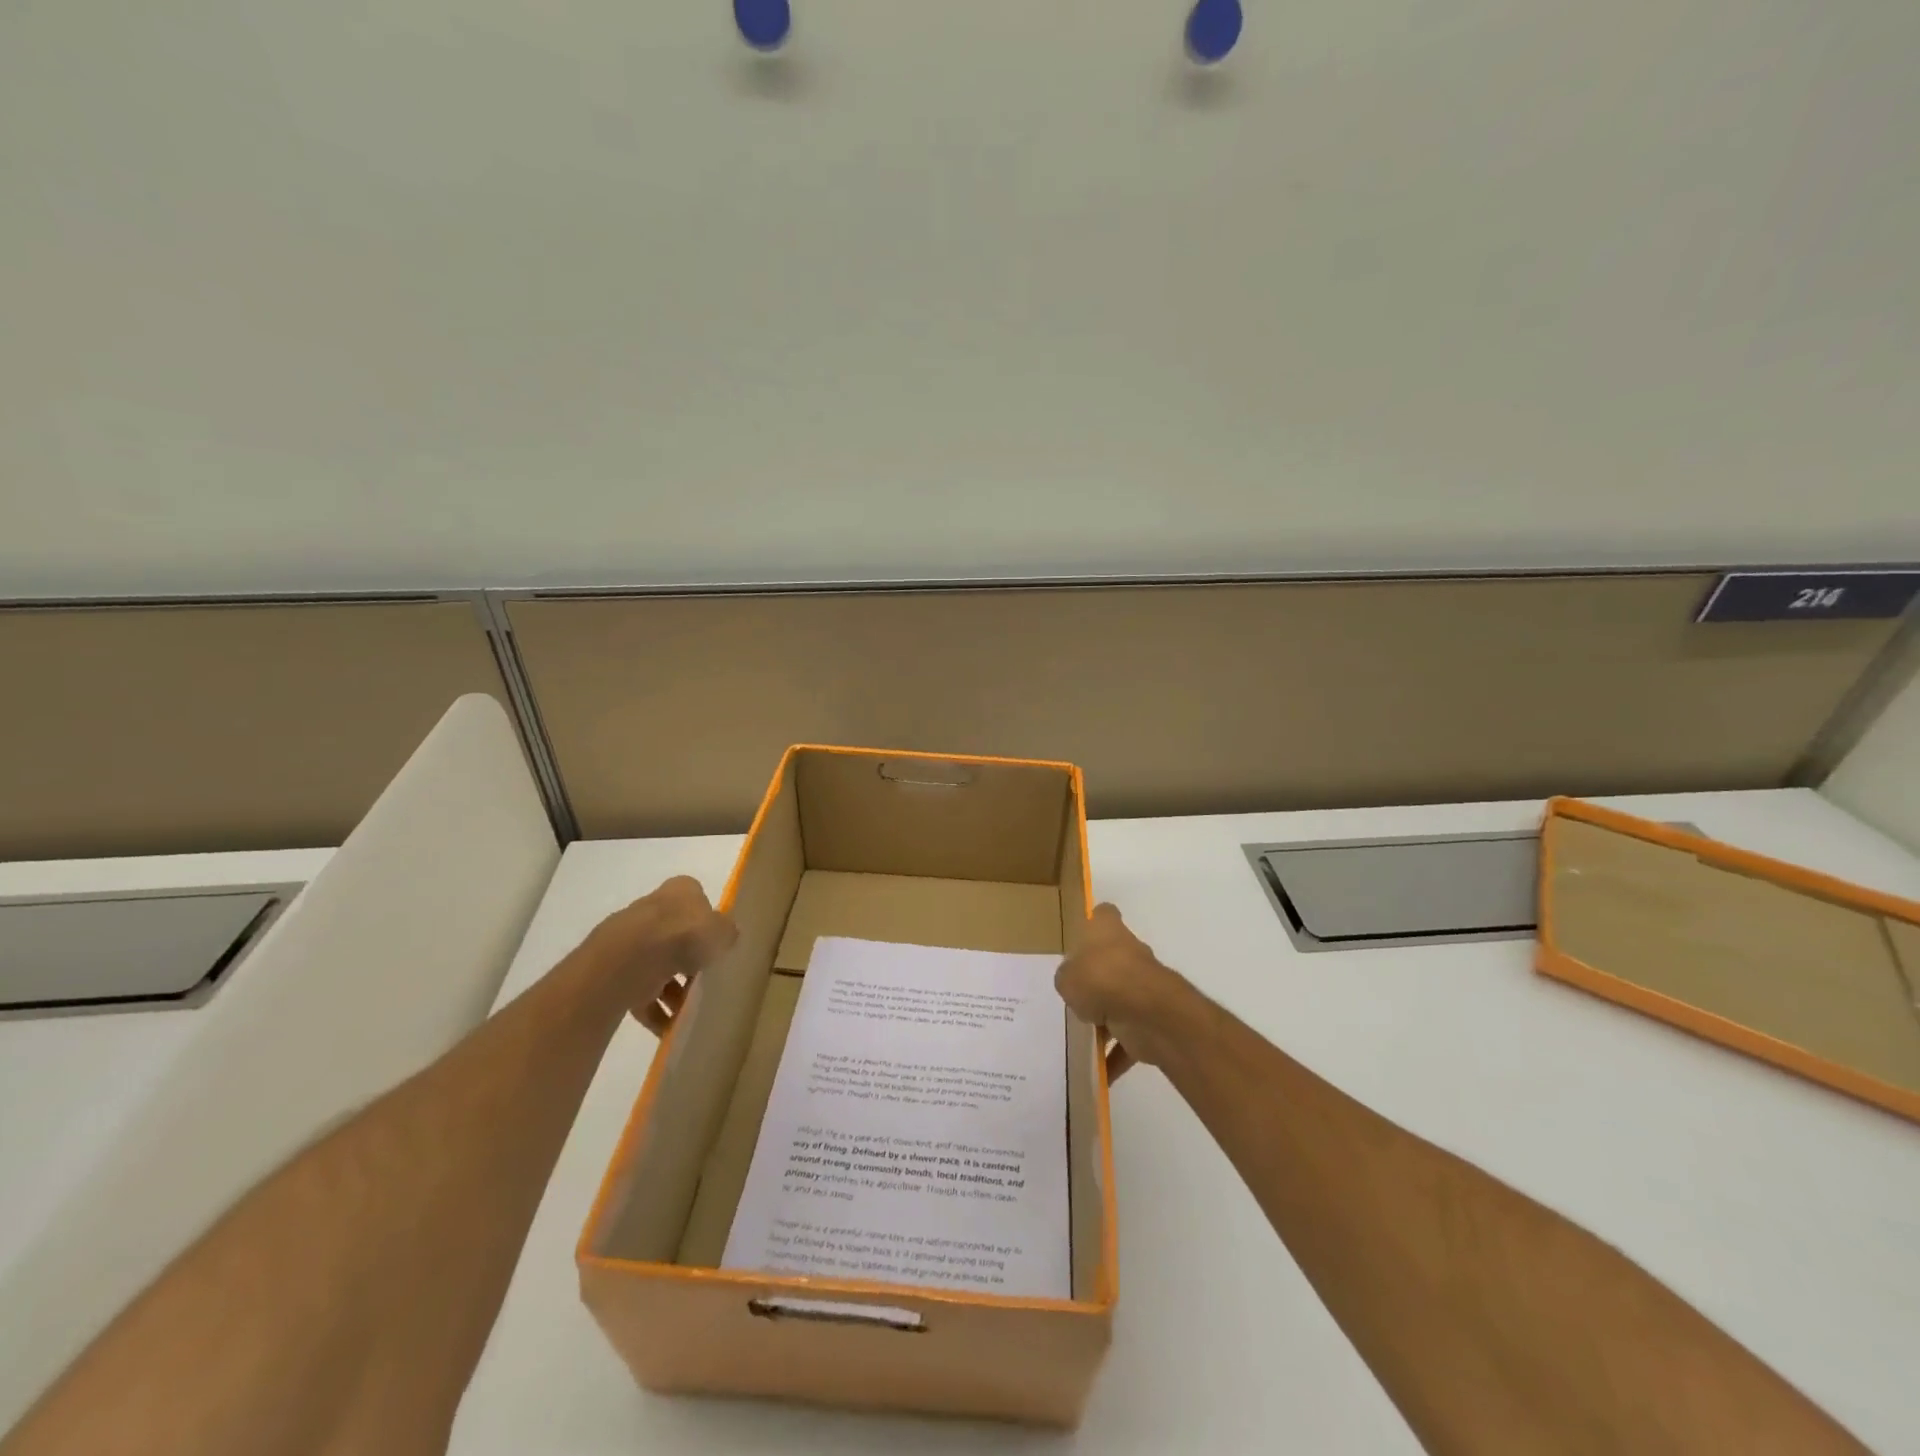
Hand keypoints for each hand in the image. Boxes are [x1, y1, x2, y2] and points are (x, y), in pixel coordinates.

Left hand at [583, 876, 737, 1033]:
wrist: (628, 960)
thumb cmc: (683, 935)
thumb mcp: (721, 931)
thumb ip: (727, 933)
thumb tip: (727, 937)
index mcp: (679, 890)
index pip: (698, 902)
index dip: (709, 925)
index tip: (717, 948)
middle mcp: (653, 909)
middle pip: (677, 937)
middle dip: (690, 964)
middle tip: (706, 984)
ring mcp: (630, 939)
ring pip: (658, 967)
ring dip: (673, 992)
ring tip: (688, 1013)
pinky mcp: (615, 969)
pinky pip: (640, 991)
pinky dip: (654, 1010)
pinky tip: (668, 1027)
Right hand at [1054, 903, 1187, 1079]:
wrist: (1146, 1011)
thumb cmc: (1100, 978)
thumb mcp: (1066, 978)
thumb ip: (1068, 979)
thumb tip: (1074, 986)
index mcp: (1107, 930)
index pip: (1102, 916)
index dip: (1092, 924)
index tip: (1079, 940)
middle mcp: (1129, 951)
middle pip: (1111, 959)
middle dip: (1095, 977)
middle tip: (1072, 994)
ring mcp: (1144, 983)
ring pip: (1120, 998)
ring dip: (1106, 1018)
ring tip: (1081, 1034)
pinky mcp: (1151, 1015)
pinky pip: (1129, 1035)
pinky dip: (1117, 1052)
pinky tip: (1099, 1070)